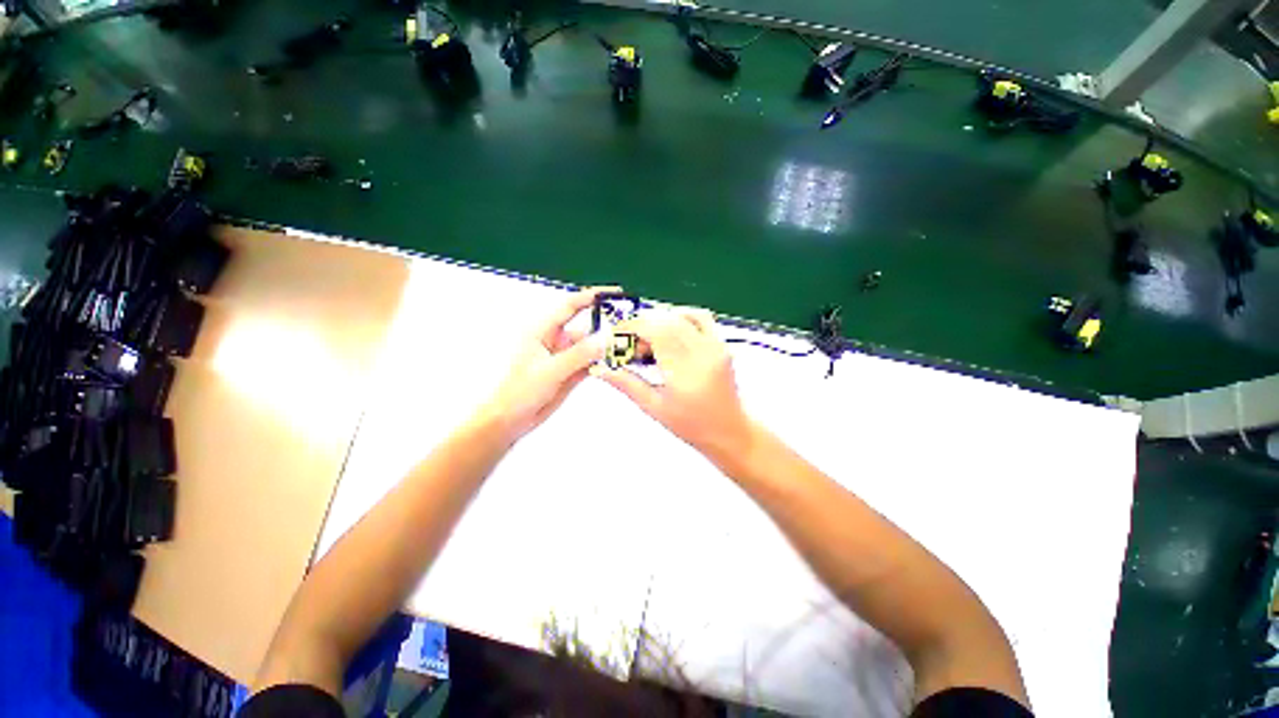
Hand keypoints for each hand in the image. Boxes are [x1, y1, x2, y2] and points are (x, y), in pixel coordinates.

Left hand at [477, 287, 613, 442]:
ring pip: (592, 345)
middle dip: (607, 324)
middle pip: (586, 326)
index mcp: (543, 330)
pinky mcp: (572, 371)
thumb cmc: (518, 391)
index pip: (570, 306)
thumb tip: (605, 339)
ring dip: (607, 346)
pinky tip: (617, 361)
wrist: (512, 419)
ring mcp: (565, 356)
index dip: (591, 296)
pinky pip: (592, 361)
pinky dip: (604, 361)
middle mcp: (556, 340)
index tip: (613, 293)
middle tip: (629, 325)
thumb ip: (579, 354)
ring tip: (628, 345)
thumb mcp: (550, 370)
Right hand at [592, 308, 754, 462]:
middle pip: (667, 320)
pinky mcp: (722, 343)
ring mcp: (716, 345)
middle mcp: (703, 352)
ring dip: (660, 320)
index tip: (617, 335)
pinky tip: (670, 333)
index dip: (633, 326)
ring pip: (683, 315)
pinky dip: (681, 317)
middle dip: (643, 325)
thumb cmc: (690, 425)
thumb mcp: (654, 407)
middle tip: (631, 344)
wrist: (729, 430)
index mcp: (685, 371)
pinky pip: (701, 317)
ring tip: (649, 341)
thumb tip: (599, 368)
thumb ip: (627, 384)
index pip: (656, 331)